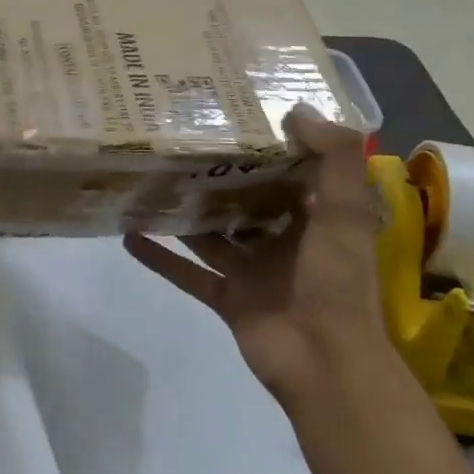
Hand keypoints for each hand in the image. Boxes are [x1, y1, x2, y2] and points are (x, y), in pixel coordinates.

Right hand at [124, 106, 387, 403]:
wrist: (325, 364)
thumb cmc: (337, 281)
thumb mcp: (345, 211)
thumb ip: (334, 159)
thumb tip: (298, 109)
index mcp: (316, 220)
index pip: (290, 173)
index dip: (267, 145)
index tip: (234, 114)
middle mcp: (283, 241)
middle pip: (244, 201)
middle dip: (216, 176)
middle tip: (178, 141)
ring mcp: (252, 271)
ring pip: (211, 234)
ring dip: (184, 213)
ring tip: (148, 179)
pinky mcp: (226, 297)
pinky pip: (187, 272)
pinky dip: (160, 256)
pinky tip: (128, 234)